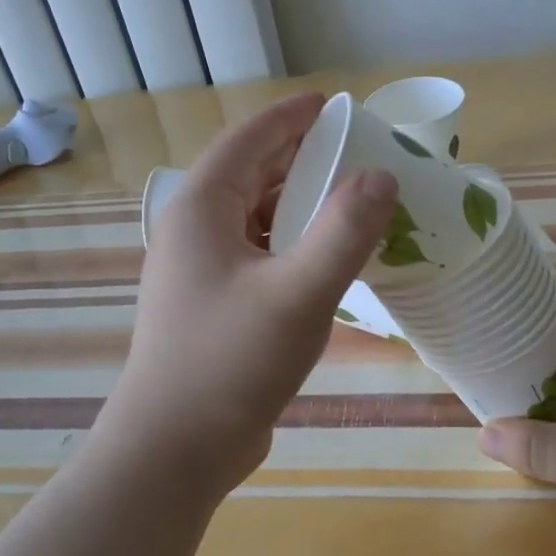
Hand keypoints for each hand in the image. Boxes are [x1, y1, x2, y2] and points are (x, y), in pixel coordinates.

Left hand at [108, 93, 398, 494]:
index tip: (333, 104)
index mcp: (201, 210)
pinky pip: (258, 252)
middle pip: (250, 175)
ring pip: (255, 217)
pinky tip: (326, 256)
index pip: (248, 141)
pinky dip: (292, 242)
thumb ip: (345, 231)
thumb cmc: (230, 362)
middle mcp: (194, 231)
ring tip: (349, 198)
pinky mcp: (214, 304)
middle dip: (300, 157)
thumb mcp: (299, 293)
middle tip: (355, 150)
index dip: (290, 117)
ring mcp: (200, 271)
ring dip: (298, 202)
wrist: (173, 451)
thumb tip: (382, 177)